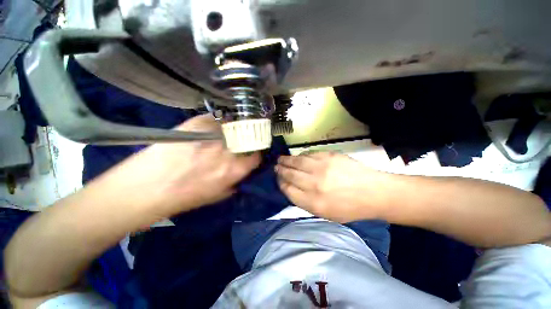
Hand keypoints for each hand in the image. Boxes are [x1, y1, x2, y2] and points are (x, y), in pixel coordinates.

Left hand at [107, 114, 260, 217]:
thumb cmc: (182, 198)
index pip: (256, 156)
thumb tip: (243, 172)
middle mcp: (227, 150)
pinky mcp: (196, 122)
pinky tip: (211, 128)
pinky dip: (217, 122)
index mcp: (233, 169)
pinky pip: (215, 118)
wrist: (143, 189)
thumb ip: (235, 182)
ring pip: (233, 126)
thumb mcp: (216, 196)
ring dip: (233, 130)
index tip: (251, 154)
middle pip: (247, 139)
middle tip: (240, 142)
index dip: (255, 154)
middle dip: (247, 141)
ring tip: (225, 134)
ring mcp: (212, 134)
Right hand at [275, 152, 385, 222]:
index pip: (288, 190)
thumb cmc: (349, 207)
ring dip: (286, 160)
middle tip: (276, 167)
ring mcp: (322, 167)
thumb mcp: (325, 214)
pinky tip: (298, 157)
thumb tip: (290, 187)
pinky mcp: (329, 156)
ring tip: (281, 159)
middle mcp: (315, 184)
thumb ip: (305, 202)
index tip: (279, 180)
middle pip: (290, 174)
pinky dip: (301, 155)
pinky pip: (309, 154)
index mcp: (314, 202)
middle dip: (280, 170)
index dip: (281, 184)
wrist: (373, 192)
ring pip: (296, 162)